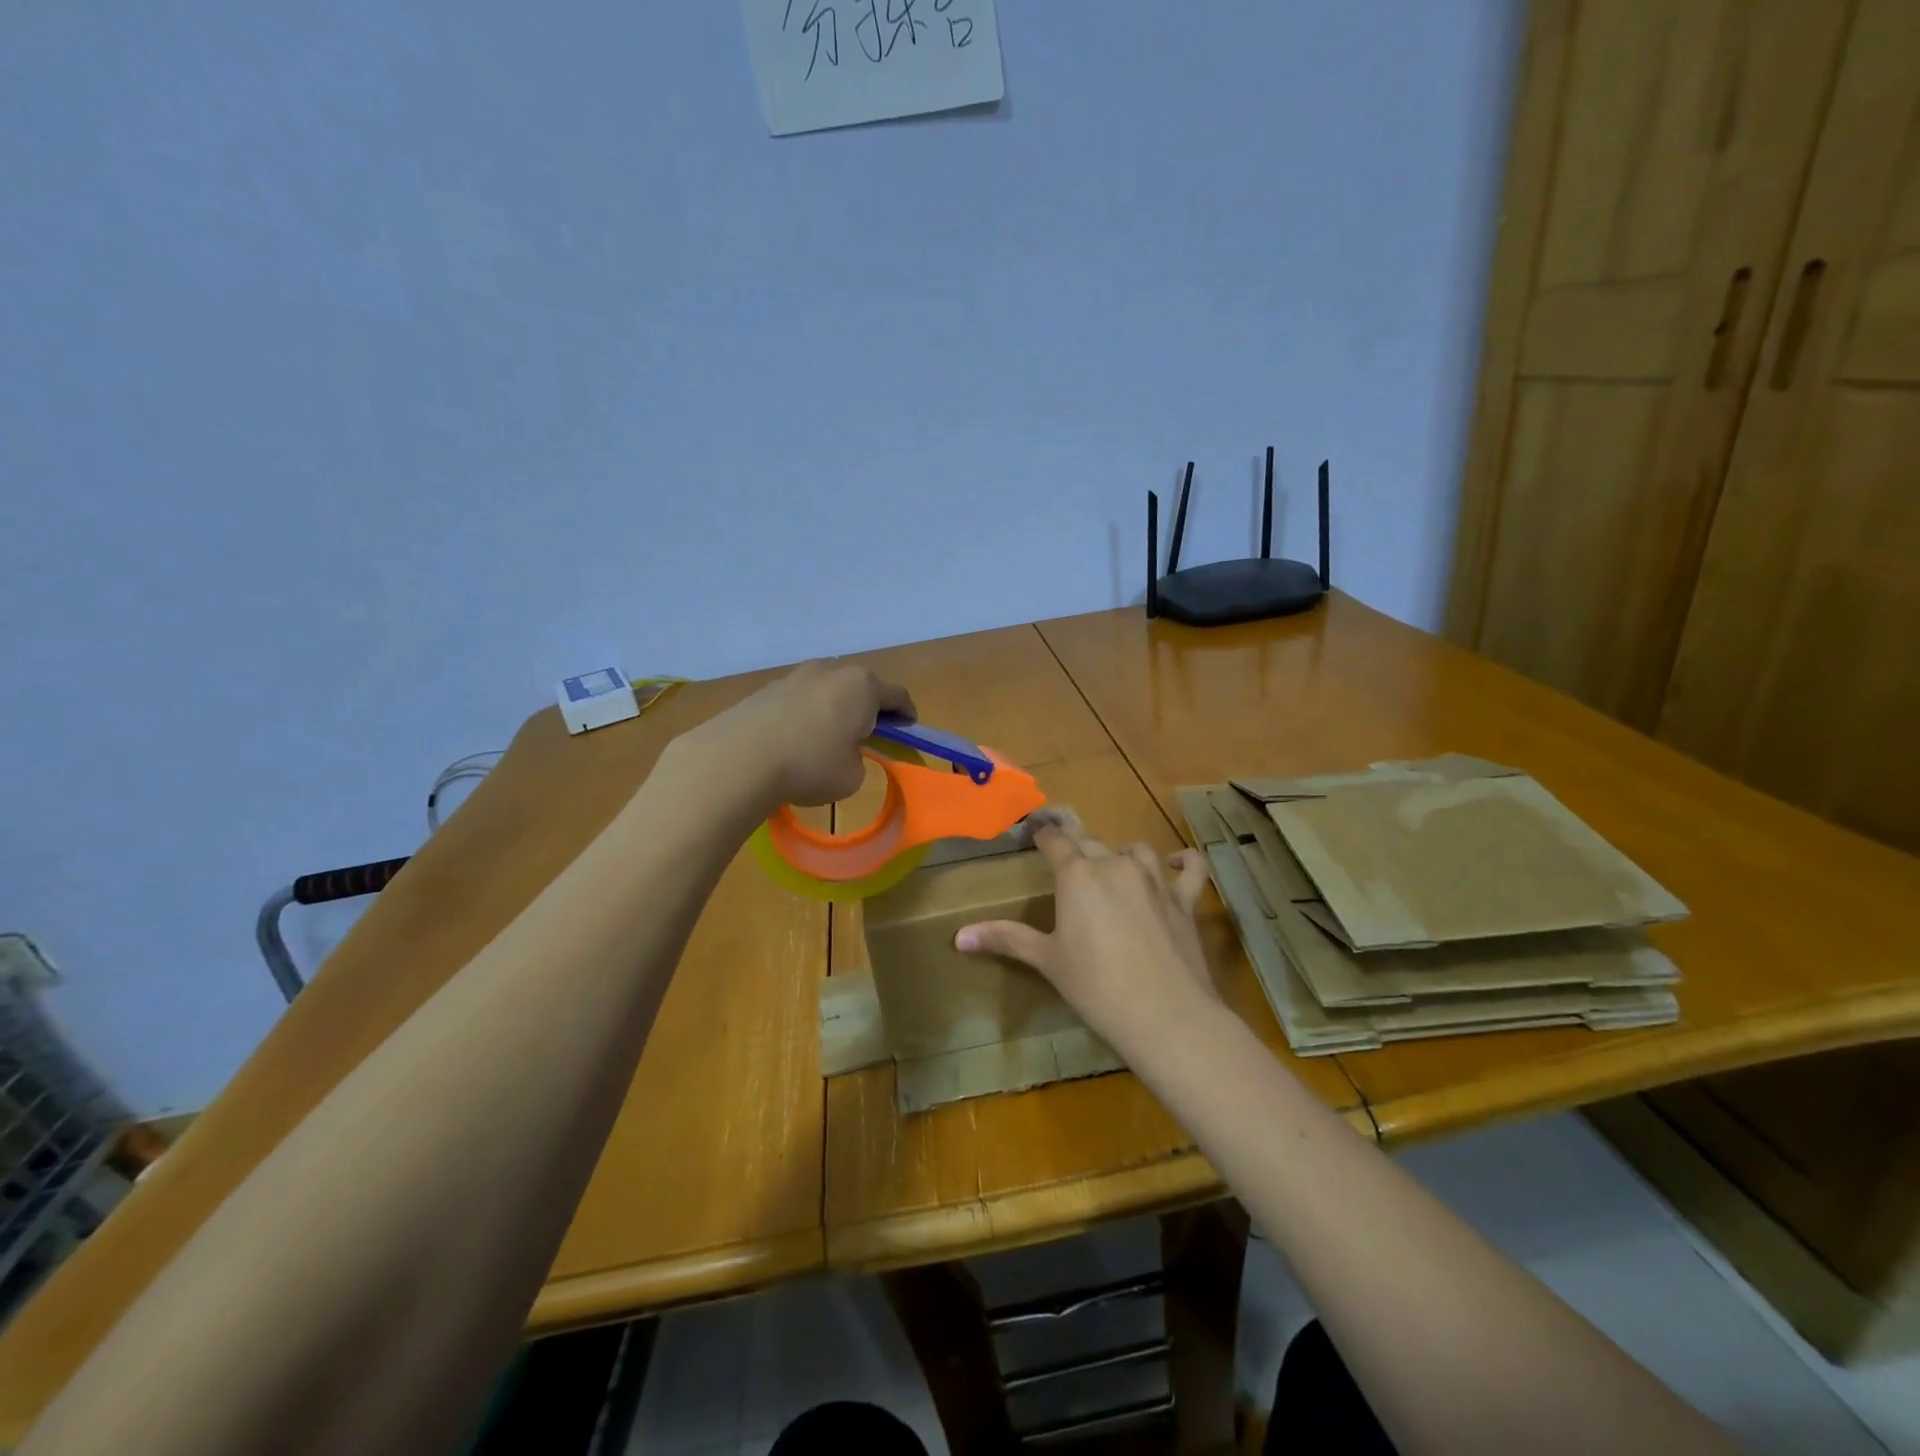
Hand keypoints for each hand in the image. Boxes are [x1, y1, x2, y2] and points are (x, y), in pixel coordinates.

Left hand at [677, 660, 915, 811]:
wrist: (738, 759)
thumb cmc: (809, 765)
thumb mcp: (852, 776)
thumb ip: (858, 759)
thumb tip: (843, 752)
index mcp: (862, 686)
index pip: (897, 695)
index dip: (907, 714)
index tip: (909, 728)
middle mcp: (831, 671)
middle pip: (860, 687)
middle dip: (868, 708)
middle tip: (870, 733)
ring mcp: (796, 675)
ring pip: (827, 690)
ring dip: (834, 709)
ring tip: (829, 737)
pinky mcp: (766, 688)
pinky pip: (799, 699)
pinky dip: (806, 715)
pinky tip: (796, 740)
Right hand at [954, 808, 1214, 1053]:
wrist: (1165, 1014)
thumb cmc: (1095, 986)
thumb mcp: (1047, 961)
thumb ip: (1005, 939)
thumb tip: (958, 936)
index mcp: (1078, 875)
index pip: (1055, 840)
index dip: (1042, 834)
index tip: (1033, 832)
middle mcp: (1115, 865)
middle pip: (1090, 843)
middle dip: (1076, 848)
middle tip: (1065, 862)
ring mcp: (1154, 880)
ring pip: (1134, 851)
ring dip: (1120, 856)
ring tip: (1110, 871)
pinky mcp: (1184, 899)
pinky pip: (1190, 868)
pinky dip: (1183, 862)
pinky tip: (1177, 862)